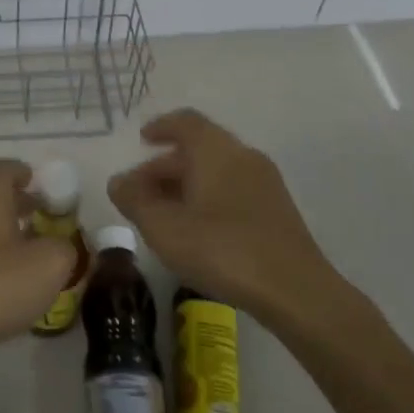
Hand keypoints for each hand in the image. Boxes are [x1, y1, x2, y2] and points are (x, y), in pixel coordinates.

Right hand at [106, 109, 340, 324]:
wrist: (295, 290)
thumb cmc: (221, 249)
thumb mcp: (163, 227)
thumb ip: (135, 200)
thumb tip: (119, 182)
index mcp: (215, 150)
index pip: (185, 122)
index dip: (161, 127)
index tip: (142, 140)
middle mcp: (243, 156)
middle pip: (199, 148)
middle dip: (166, 165)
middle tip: (140, 191)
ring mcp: (265, 183)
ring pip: (217, 171)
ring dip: (187, 184)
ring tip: (163, 214)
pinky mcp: (276, 210)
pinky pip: (233, 190)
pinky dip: (208, 198)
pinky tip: (196, 230)